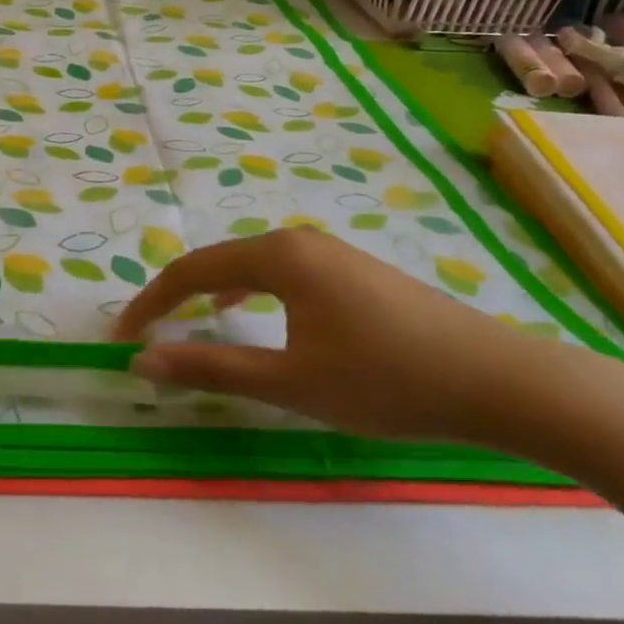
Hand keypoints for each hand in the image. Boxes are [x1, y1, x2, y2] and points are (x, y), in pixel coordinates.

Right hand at [112, 227, 557, 441]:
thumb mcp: (290, 380)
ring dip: (213, 291)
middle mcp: (298, 241)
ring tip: (190, 319)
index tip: (123, 337)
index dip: (152, 302)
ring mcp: (330, 252)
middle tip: (151, 331)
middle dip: (178, 294)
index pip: (192, 270)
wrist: (499, 382)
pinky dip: (250, 291)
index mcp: (278, 256)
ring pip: (251, 266)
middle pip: (219, 261)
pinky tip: (254, 313)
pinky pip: (282, 273)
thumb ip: (211, 367)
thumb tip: (142, 360)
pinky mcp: (354, 271)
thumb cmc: (386, 380)